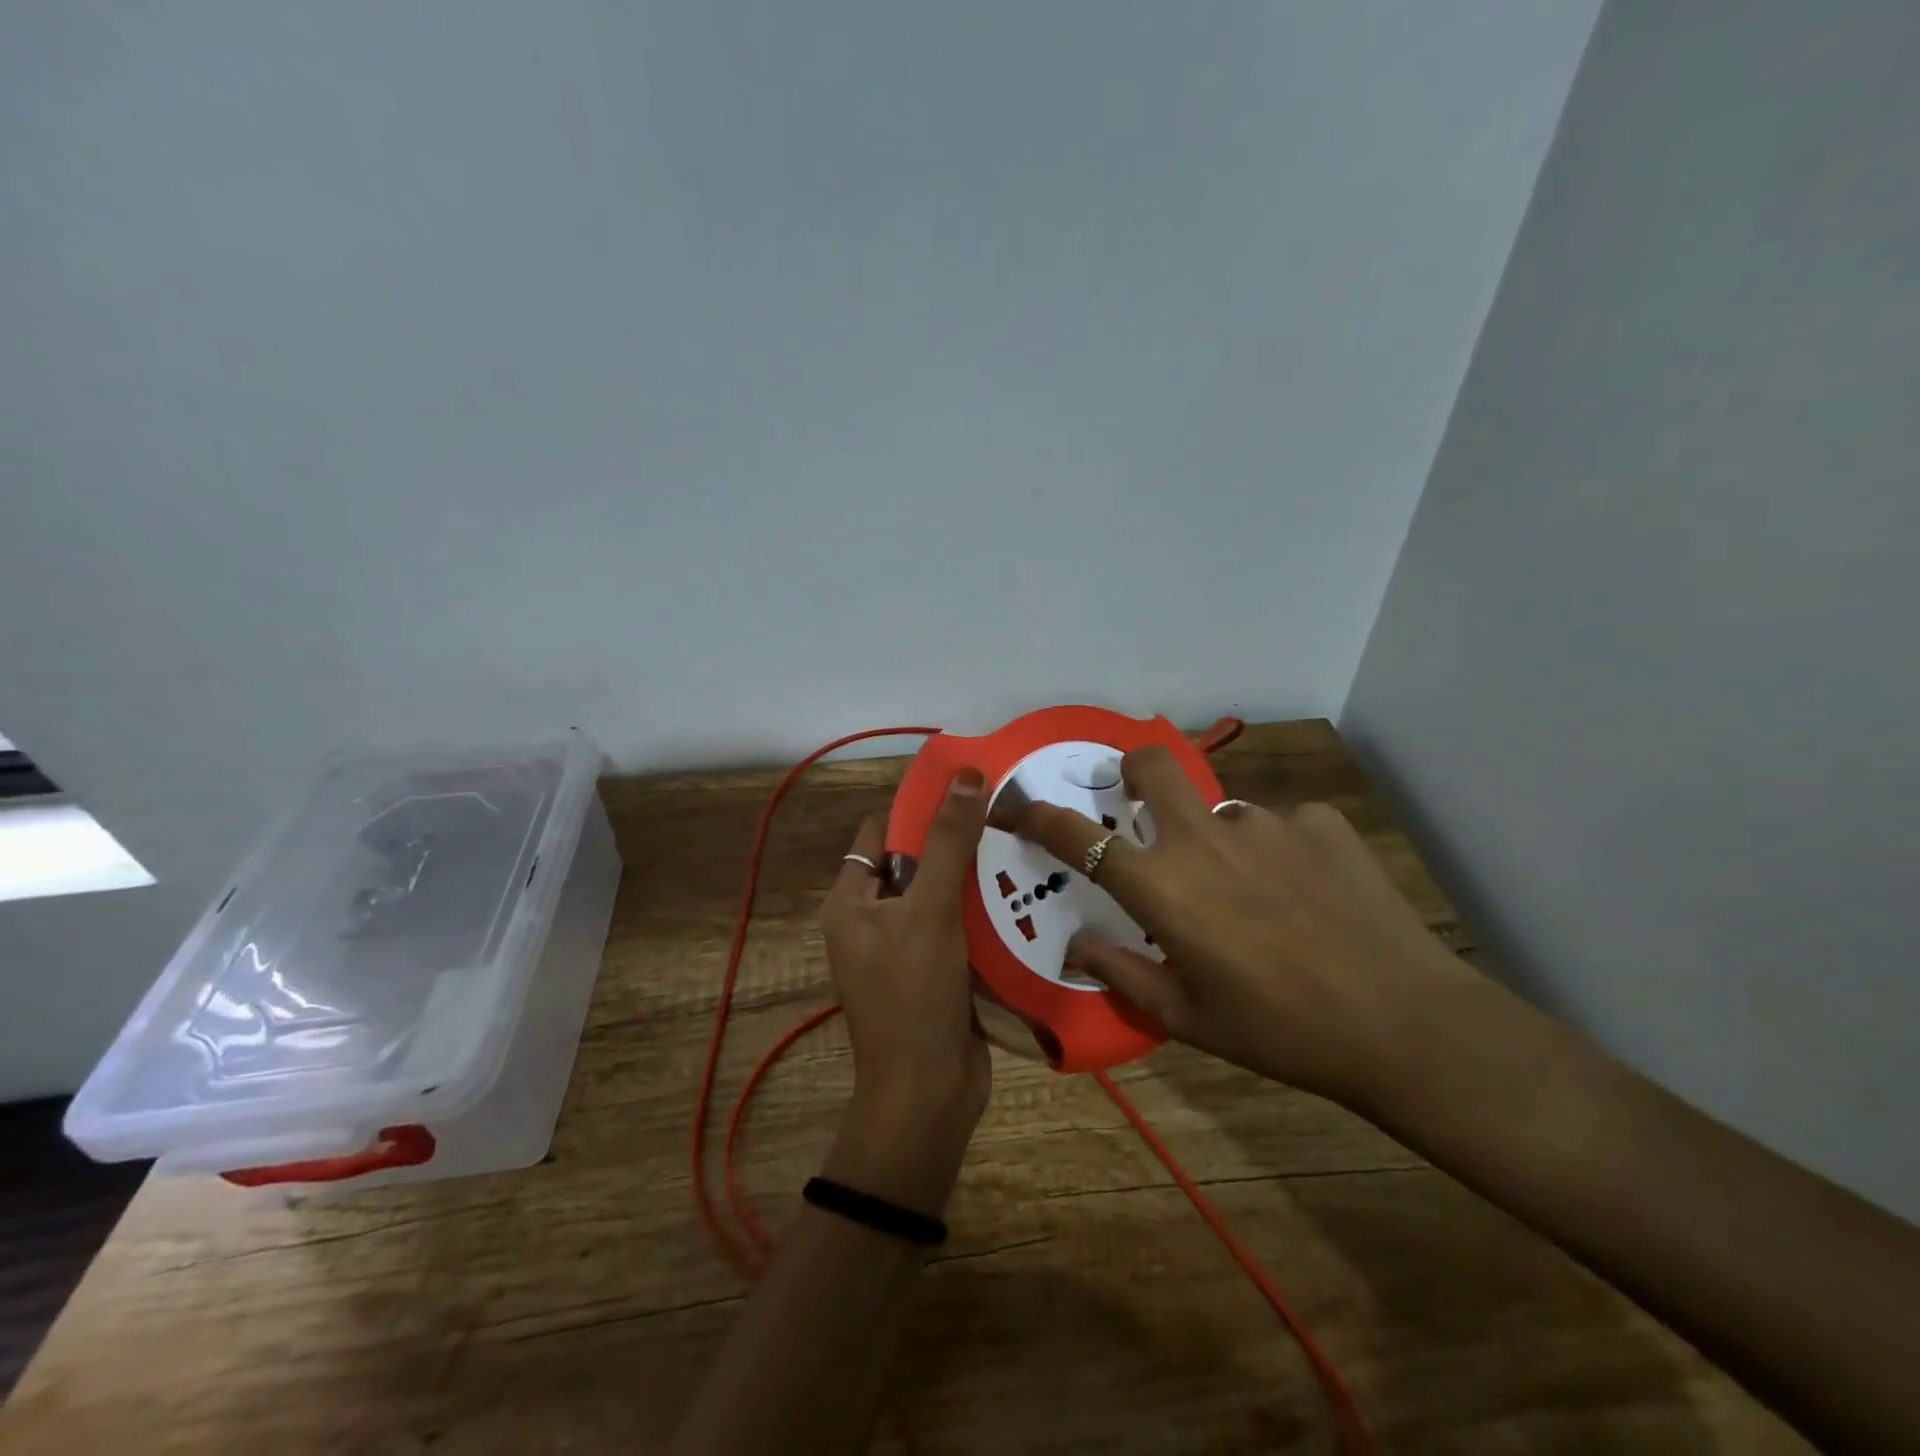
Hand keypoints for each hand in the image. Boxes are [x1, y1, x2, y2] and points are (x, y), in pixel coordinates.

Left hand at [821, 769, 992, 1203]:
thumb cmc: (915, 995)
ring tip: (1020, 843)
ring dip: (974, 875)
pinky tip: (1022, 892)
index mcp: (851, 901)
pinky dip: (983, 911)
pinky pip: (958, 927)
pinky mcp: (936, 972)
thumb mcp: (930, 910)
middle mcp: (872, 920)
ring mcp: (905, 949)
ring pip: (941, 894)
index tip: (966, 786)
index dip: (917, 807)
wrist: (929, 1096)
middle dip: (954, 840)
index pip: (879, 832)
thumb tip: (965, 772)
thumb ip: (948, 841)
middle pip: (914, 861)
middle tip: (1004, 811)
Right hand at [1017, 746, 1471, 1108]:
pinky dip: (1278, 851)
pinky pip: (1280, 825)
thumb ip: (1122, 972)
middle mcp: (1203, 838)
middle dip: (1132, 771)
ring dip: (1219, 840)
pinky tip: (1308, 893)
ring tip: (1256, 894)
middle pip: (1150, 765)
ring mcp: (1264, 822)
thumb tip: (1076, 945)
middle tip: (1140, 804)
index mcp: (1162, 887)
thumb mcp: (1187, 1016)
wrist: (1402, 1023)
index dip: (1039, 816)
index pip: (1079, 838)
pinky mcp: (1319, 821)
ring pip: (1221, 810)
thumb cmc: (1278, 1030)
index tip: (1019, 806)